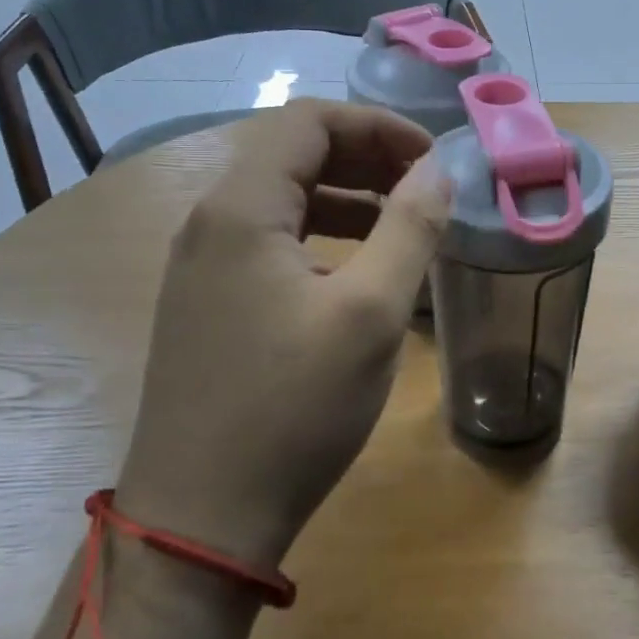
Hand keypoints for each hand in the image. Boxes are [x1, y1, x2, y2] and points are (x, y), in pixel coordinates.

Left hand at [116, 100, 450, 569]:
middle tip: (426, 188)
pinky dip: (321, 238)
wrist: (202, 518)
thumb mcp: (371, 313)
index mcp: (240, 208)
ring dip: (347, 198)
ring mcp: (201, 266)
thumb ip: (410, 227)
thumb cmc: (293, 409)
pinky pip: (270, 244)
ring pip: (282, 201)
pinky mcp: (207, 304)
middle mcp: (209, 222)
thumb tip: (437, 170)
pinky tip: (358, 273)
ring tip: (403, 225)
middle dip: (366, 158)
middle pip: (293, 154)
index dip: (378, 126)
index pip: (308, 121)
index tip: (432, 160)